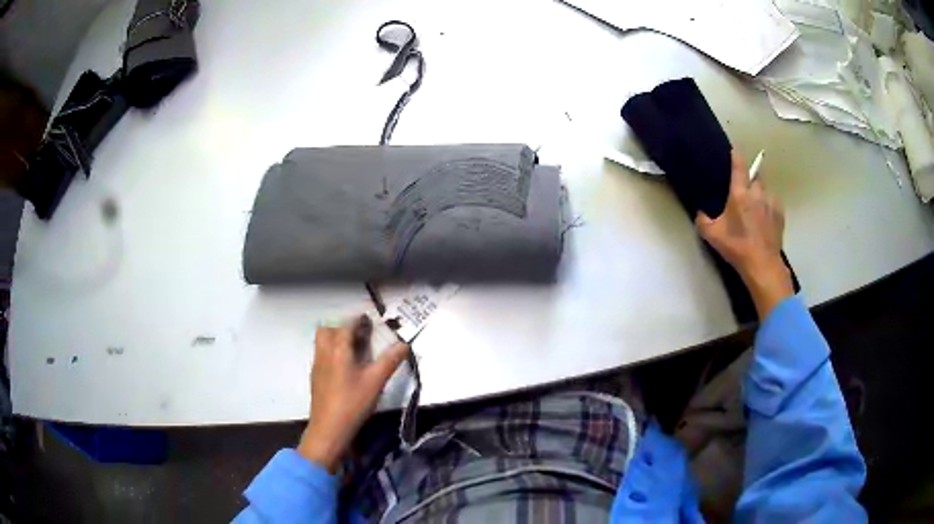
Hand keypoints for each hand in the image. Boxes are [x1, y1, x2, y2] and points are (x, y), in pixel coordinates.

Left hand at [298, 315, 409, 471]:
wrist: (329, 429)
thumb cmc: (353, 403)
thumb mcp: (376, 382)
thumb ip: (390, 361)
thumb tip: (404, 344)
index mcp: (338, 350)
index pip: (345, 325)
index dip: (357, 320)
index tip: (369, 319)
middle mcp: (324, 353)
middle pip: (327, 329)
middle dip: (342, 327)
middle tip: (359, 335)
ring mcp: (317, 366)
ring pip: (322, 342)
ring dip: (335, 339)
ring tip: (354, 350)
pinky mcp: (316, 378)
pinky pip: (321, 355)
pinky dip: (332, 352)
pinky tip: (345, 368)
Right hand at [695, 151, 793, 318]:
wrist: (763, 265)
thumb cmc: (737, 247)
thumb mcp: (713, 236)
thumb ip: (703, 221)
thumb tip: (700, 213)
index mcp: (740, 193)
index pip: (739, 166)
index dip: (736, 156)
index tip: (734, 151)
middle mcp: (757, 193)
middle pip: (756, 176)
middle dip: (751, 178)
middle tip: (745, 189)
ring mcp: (771, 203)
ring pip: (766, 190)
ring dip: (760, 194)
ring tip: (756, 206)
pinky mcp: (780, 215)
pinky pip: (774, 203)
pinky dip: (769, 206)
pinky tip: (765, 219)